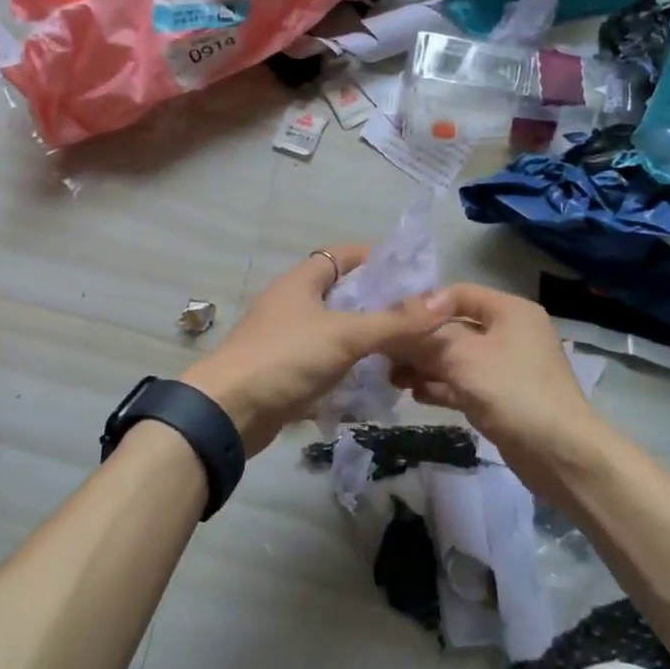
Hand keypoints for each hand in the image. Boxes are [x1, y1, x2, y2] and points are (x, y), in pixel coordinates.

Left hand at [181, 246, 452, 455]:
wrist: (227, 413)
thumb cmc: (285, 359)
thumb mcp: (345, 335)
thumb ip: (394, 321)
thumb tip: (442, 302)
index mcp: (301, 282)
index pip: (342, 255)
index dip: (375, 258)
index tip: (412, 273)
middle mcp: (292, 305)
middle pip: (342, 295)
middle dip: (378, 304)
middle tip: (418, 318)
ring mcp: (286, 339)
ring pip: (335, 331)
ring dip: (366, 340)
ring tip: (406, 351)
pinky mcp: (285, 372)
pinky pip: (325, 363)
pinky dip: (349, 369)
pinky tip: (377, 382)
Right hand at [388, 283, 610, 492]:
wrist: (560, 454)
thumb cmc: (512, 391)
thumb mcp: (462, 357)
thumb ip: (426, 339)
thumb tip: (396, 332)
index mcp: (509, 311)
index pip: (459, 293)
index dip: (424, 305)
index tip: (393, 322)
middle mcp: (510, 333)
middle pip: (455, 327)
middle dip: (420, 341)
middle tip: (385, 354)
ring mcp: (507, 367)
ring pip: (457, 358)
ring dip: (426, 366)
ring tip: (393, 377)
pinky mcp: (503, 398)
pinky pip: (465, 383)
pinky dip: (441, 386)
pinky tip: (415, 394)